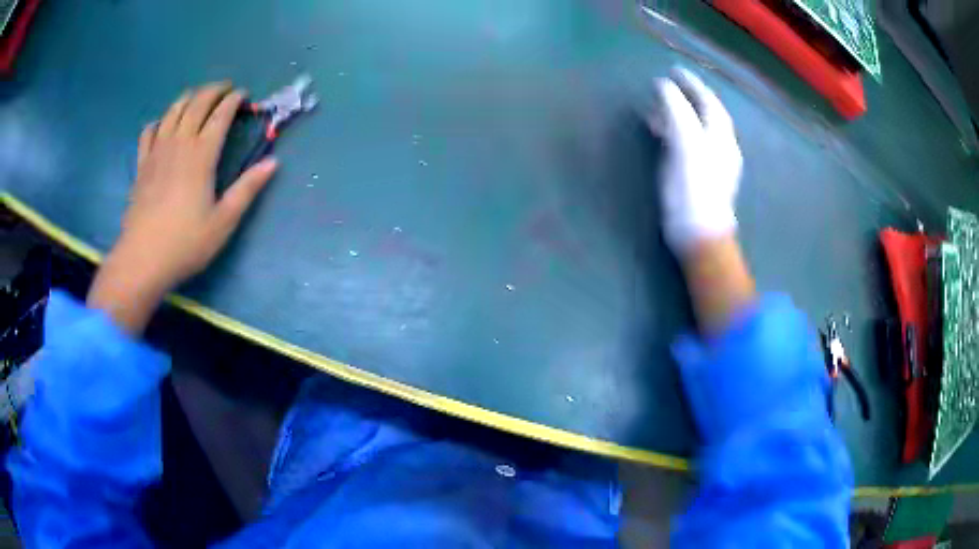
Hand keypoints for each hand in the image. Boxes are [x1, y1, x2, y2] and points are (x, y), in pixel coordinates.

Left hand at [87, 82, 278, 332]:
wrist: (142, 260)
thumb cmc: (185, 243)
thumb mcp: (223, 222)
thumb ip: (247, 189)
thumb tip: (273, 163)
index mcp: (201, 155)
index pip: (221, 115)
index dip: (234, 100)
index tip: (244, 95)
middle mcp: (179, 144)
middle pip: (197, 104)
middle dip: (213, 90)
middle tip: (225, 88)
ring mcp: (157, 152)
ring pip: (173, 111)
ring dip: (188, 98)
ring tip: (197, 97)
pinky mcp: (142, 165)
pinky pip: (148, 132)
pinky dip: (158, 121)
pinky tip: (162, 124)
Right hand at [651, 68, 741, 255]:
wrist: (700, 234)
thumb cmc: (693, 188)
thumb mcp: (686, 144)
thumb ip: (677, 111)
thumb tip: (664, 85)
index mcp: (720, 135)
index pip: (708, 101)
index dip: (692, 83)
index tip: (674, 69)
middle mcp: (720, 146)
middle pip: (705, 114)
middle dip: (686, 98)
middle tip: (664, 87)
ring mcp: (713, 163)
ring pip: (696, 129)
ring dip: (678, 115)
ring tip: (656, 109)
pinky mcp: (701, 177)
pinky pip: (689, 145)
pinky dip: (675, 133)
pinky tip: (661, 136)